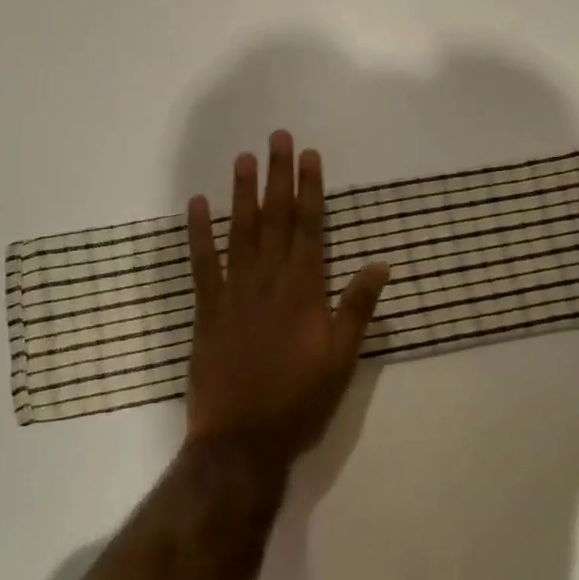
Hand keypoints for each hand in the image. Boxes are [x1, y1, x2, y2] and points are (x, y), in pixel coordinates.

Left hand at [184, 132, 391, 467]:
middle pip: (276, 218)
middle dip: (278, 176)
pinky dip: (199, 233)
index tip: (309, 156)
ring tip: (244, 158)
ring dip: (242, 192)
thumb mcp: (342, 358)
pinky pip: (202, 263)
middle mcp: (269, 280)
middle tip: (278, 138)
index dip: (310, 188)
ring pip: (240, 231)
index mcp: (304, 290)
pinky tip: (197, 204)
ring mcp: (234, 292)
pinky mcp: (207, 308)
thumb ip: (357, 307)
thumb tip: (381, 262)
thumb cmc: (299, 401)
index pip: (309, 227)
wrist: (241, 441)